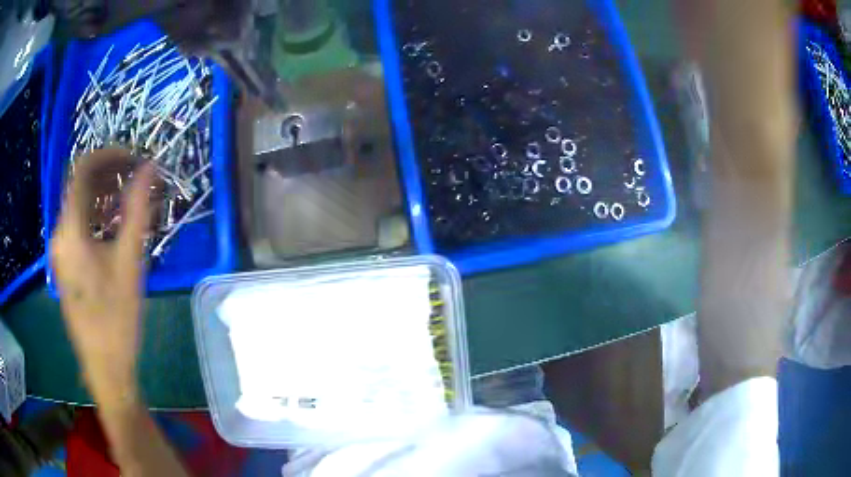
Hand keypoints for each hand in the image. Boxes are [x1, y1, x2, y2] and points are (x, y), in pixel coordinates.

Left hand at [51, 149, 154, 407]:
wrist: (105, 367)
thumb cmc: (116, 318)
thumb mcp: (129, 262)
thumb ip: (137, 209)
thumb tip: (150, 167)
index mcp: (70, 230)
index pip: (82, 169)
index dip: (110, 154)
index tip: (135, 157)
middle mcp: (59, 233)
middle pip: (80, 184)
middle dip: (110, 173)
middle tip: (138, 177)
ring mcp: (61, 249)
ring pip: (80, 204)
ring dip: (105, 193)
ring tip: (132, 198)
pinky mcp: (66, 263)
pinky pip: (79, 224)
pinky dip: (97, 214)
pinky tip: (116, 224)